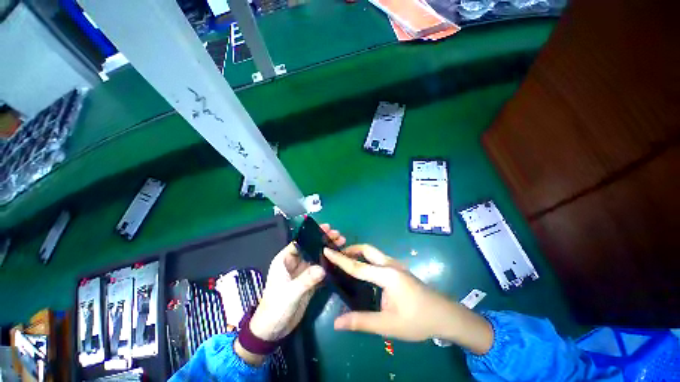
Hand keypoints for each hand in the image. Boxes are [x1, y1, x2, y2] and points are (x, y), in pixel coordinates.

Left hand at [235, 224, 345, 364]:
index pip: (300, 241)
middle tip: (338, 235)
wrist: (274, 330)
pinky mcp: (310, 281)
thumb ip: (306, 280)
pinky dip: (330, 265)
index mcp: (285, 259)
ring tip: (342, 243)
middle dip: (324, 240)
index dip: (313, 234)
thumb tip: (323, 269)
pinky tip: (339, 260)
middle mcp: (295, 262)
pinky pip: (321, 269)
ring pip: (317, 257)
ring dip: (328, 251)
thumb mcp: (289, 292)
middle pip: (311, 247)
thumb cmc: (275, 307)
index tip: (327, 228)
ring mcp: (303, 272)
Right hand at [323, 245, 492, 353]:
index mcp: (387, 275)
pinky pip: (378, 258)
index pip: (357, 266)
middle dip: (351, 250)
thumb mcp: (388, 325)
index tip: (326, 250)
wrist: (444, 315)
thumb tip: (337, 323)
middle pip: (367, 250)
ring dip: (359, 254)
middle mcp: (390, 265)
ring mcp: (396, 265)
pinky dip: (367, 259)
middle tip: (338, 256)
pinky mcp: (398, 269)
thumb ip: (362, 322)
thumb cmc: (417, 320)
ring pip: (373, 253)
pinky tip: (363, 271)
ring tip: (347, 262)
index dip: (340, 259)